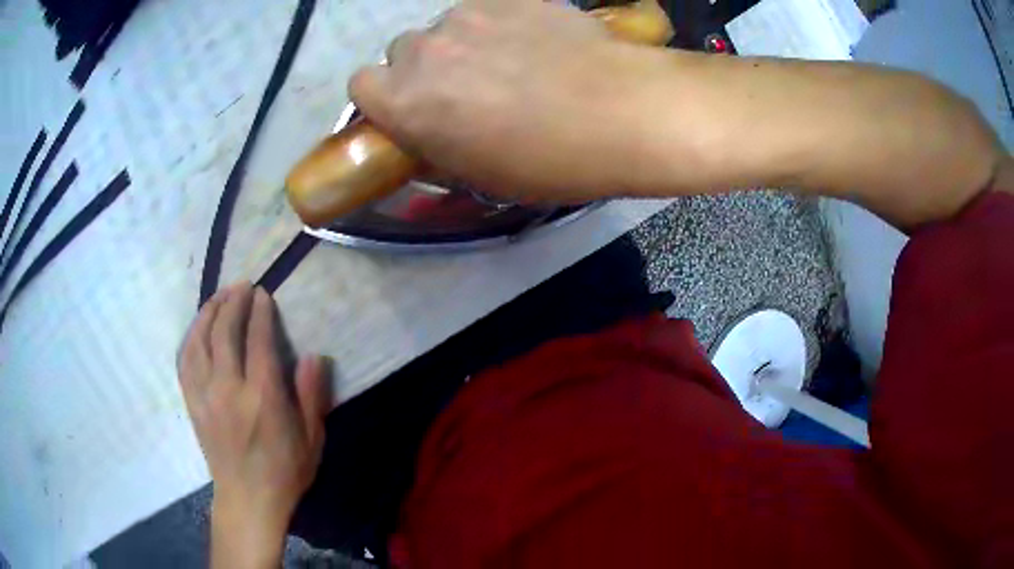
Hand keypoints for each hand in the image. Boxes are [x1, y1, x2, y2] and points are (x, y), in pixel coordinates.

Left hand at [177, 282, 329, 567]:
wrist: (248, 499)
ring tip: (219, 296)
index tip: (263, 294)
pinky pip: (185, 361)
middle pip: (224, 333)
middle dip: (233, 302)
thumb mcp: (312, 437)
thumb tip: (314, 356)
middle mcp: (229, 390)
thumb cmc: (285, 471)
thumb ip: (311, 394)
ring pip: (200, 341)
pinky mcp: (193, 403)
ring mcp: (205, 396)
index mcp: (262, 398)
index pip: (257, 341)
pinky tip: (198, 327)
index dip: (259, 312)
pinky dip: (191, 337)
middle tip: (242, 285)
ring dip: (208, 313)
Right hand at [349, 0, 691, 201]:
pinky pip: (490, 11)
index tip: (410, 109)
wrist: (621, 112)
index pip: (360, 86)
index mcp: (406, 101)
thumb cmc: (547, 161)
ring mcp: (469, 15)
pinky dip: (502, 26)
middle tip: (469, 90)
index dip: (384, 98)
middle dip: (426, 70)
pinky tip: (537, 45)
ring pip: (448, 28)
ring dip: (465, 45)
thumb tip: (430, 128)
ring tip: (513, 65)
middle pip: (403, 52)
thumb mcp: (480, 174)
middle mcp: (425, 49)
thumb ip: (437, 144)